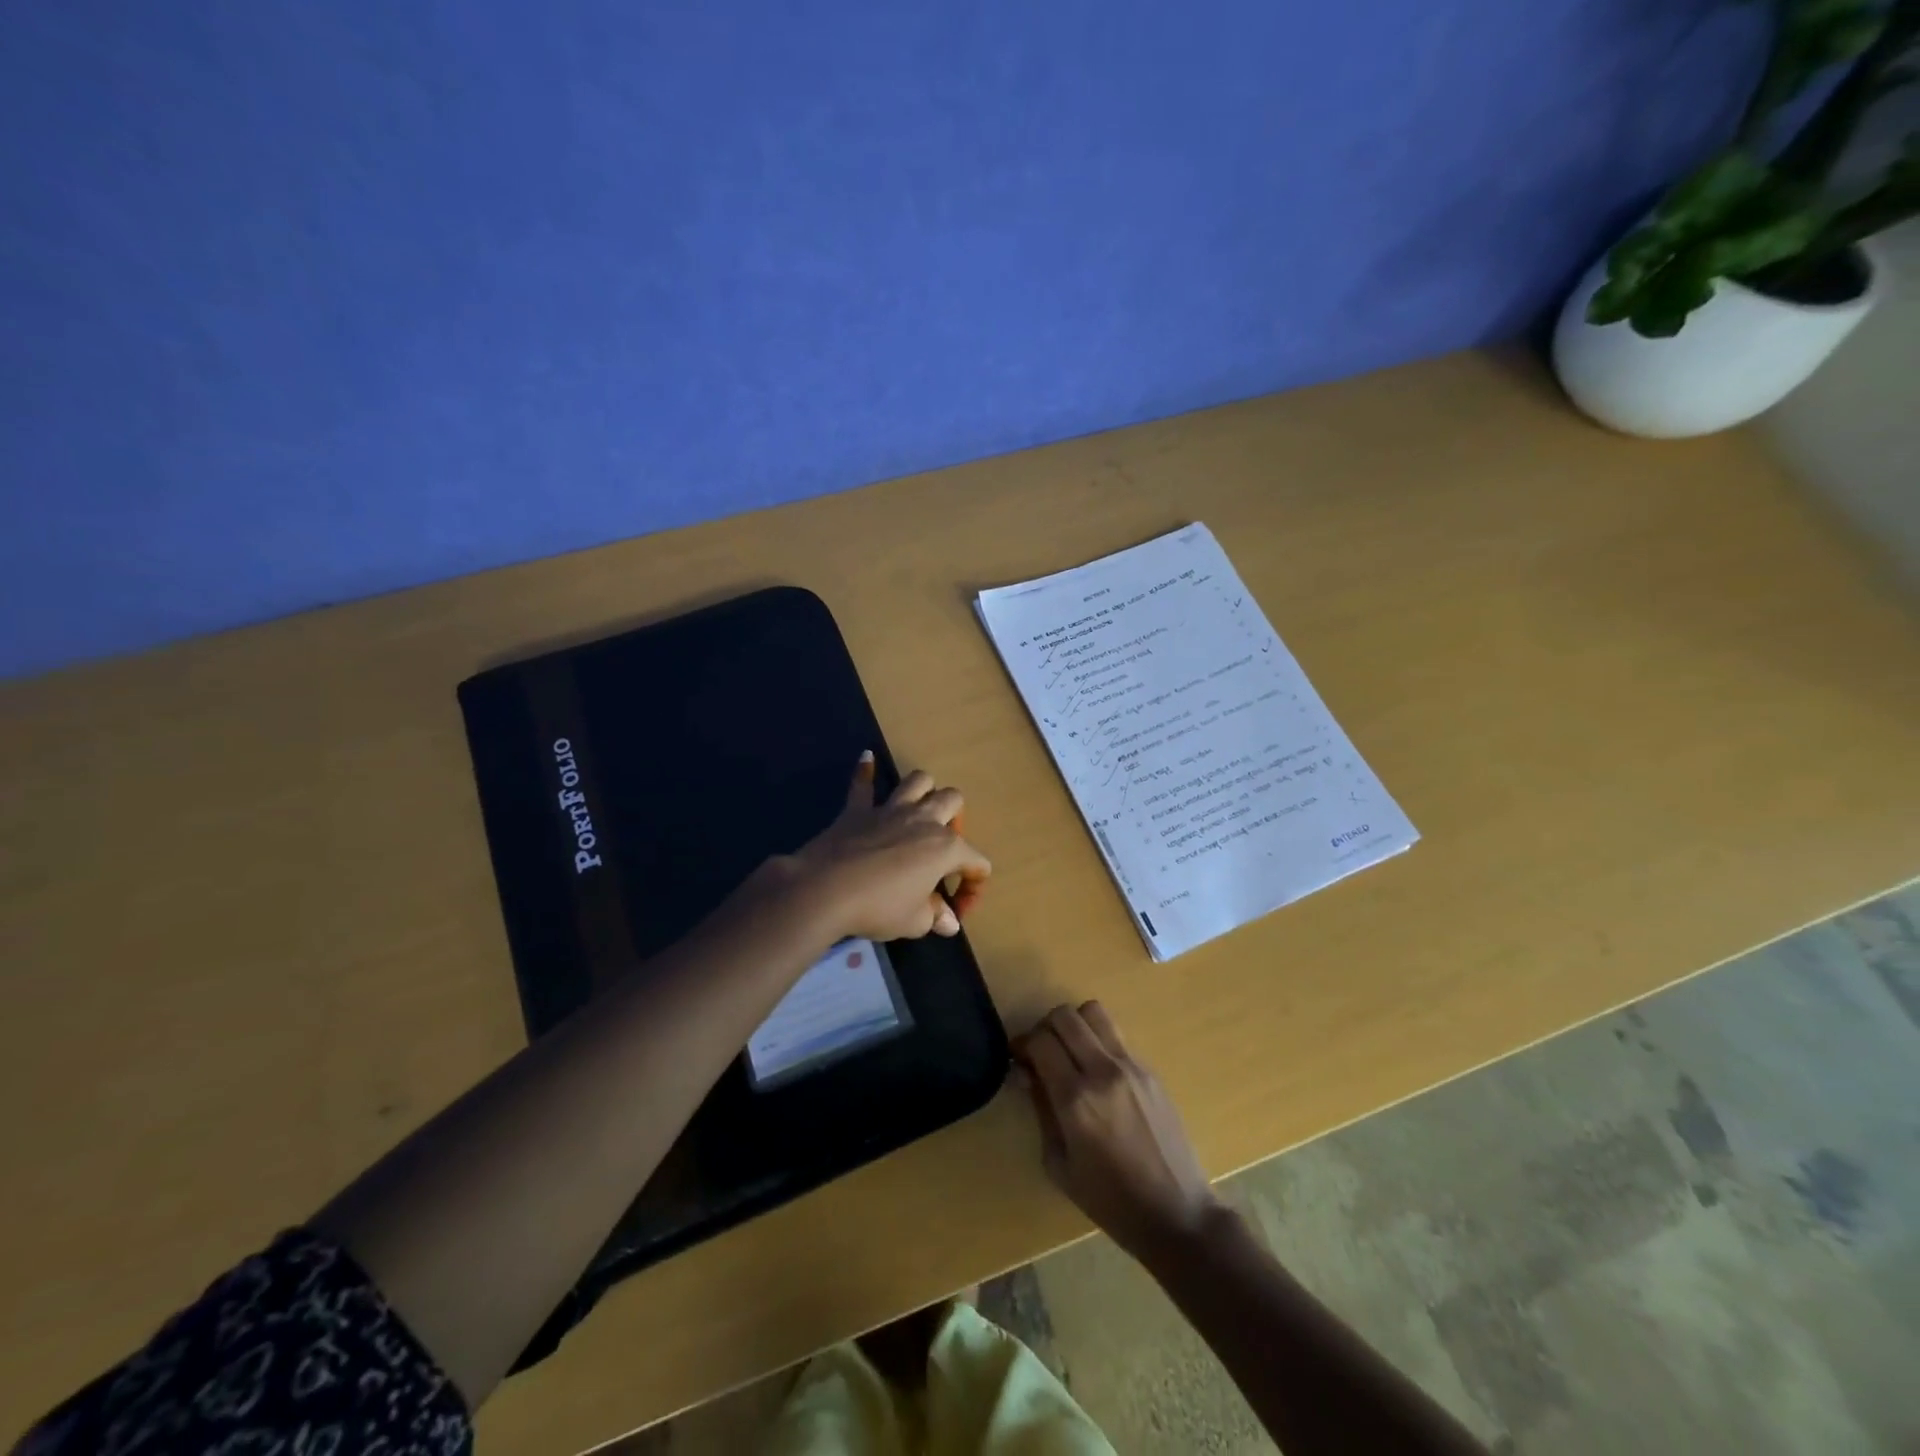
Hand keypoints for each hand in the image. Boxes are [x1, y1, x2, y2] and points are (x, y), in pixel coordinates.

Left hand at [779, 753, 990, 942]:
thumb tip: (949, 923)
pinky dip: (866, 772)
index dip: (973, 888)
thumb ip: (935, 916)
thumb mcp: (914, 921)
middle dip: (955, 818)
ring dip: (923, 791)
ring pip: (918, 780)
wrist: (825, 890)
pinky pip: (862, 784)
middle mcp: (923, 820)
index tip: (956, 912)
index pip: (977, 862)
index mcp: (945, 848)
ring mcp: (889, 810)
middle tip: (941, 847)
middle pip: (952, 800)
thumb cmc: (878, 907)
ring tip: (918, 810)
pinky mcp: (857, 811)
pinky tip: (867, 759)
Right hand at [1014, 1002, 1222, 1261]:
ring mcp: (1131, 1066)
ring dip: (1075, 1025)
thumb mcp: (1060, 1165)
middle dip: (1045, 1028)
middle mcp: (1103, 1072)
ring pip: (1094, 1012)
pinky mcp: (1151, 1070)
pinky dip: (1099, 1042)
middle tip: (1043, 1054)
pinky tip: (1100, 1074)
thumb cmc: (1111, 1201)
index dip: (1022, 1044)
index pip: (1041, 1041)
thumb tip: (1027, 1074)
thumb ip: (1041, 1111)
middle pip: (1065, 1016)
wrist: (1177, 1213)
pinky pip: (1116, 1037)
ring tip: (1072, 1053)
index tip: (1019, 1060)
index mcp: (1076, 1099)